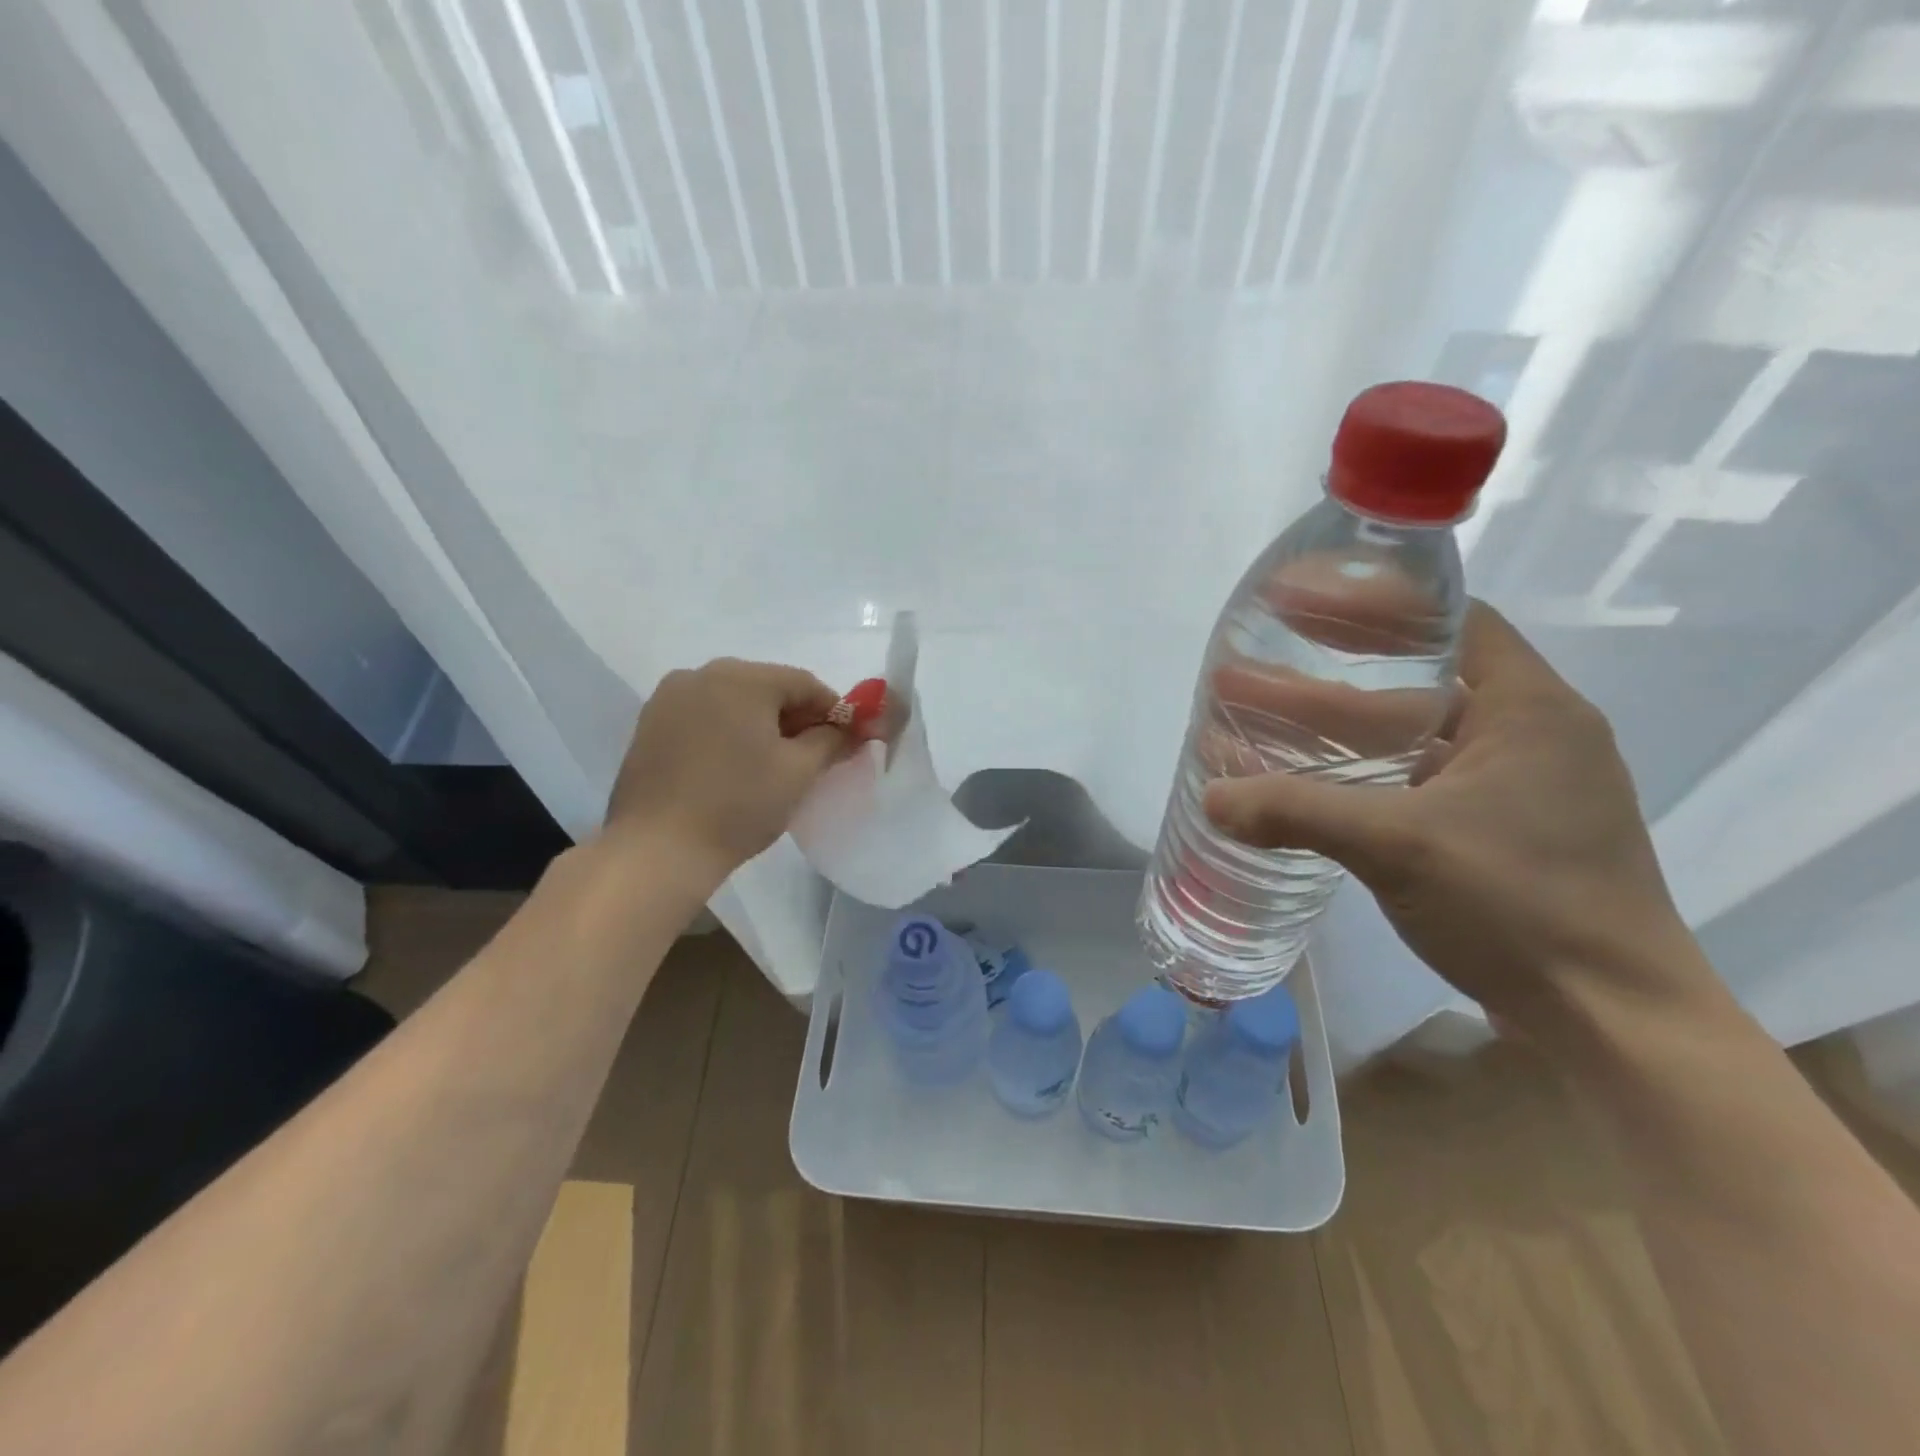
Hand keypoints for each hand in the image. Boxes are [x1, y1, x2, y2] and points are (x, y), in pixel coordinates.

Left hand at [602, 659, 848, 883]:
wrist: (657, 849)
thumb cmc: (738, 805)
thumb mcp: (798, 772)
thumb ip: (831, 741)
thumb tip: (850, 730)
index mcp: (742, 678)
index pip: (804, 683)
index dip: (833, 710)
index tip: (847, 740)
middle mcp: (701, 674)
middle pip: (766, 687)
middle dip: (795, 717)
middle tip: (814, 755)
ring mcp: (668, 698)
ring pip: (733, 701)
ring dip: (760, 724)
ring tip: (773, 763)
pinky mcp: (649, 725)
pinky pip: (704, 716)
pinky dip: (727, 732)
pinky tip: (734, 766)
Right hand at [1203, 602, 1720, 1041]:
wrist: (1609, 1021)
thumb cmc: (1521, 905)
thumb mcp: (1398, 846)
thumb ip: (1297, 812)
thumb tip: (1211, 796)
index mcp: (1529, 709)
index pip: (1451, 620)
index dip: (1375, 604)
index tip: (1302, 605)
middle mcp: (1525, 736)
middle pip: (1413, 680)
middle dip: (1324, 676)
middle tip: (1249, 669)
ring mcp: (1510, 788)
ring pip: (1407, 737)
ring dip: (1332, 731)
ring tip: (1254, 725)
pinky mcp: (1494, 832)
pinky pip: (1412, 781)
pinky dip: (1357, 776)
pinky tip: (1304, 785)